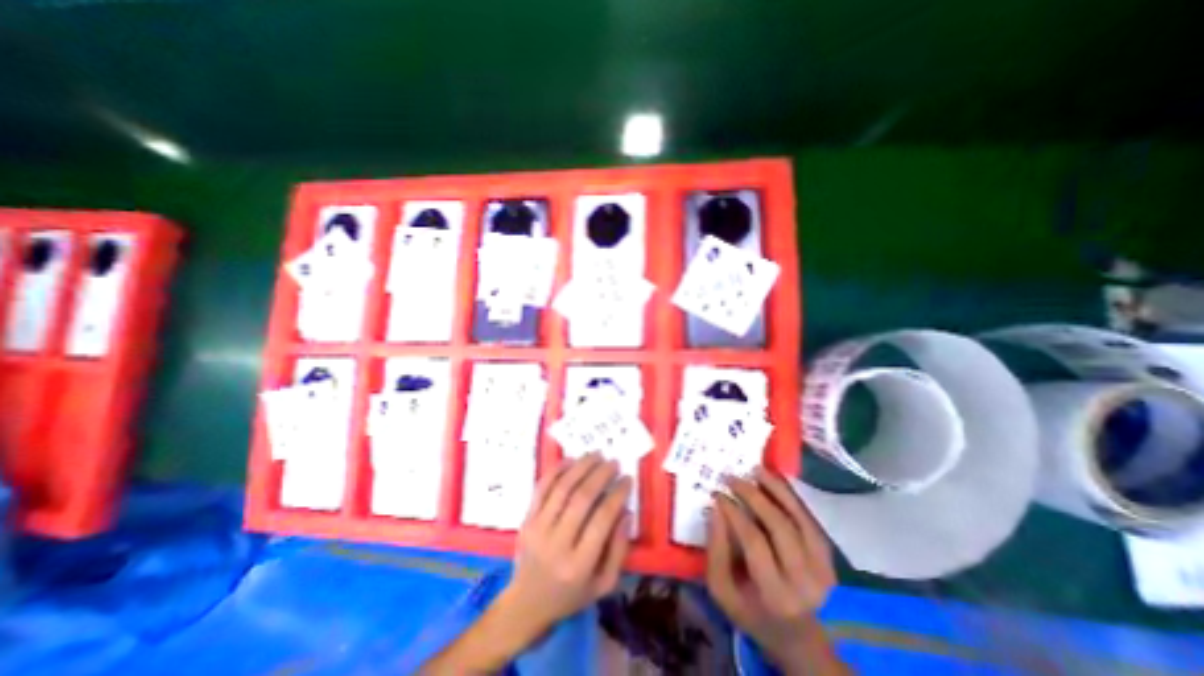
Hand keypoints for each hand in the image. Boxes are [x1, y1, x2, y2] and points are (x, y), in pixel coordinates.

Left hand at [496, 454, 631, 638]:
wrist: (526, 603)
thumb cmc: (571, 595)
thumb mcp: (603, 585)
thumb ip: (619, 550)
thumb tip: (626, 512)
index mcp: (579, 565)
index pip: (602, 520)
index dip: (617, 494)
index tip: (627, 479)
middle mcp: (557, 543)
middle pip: (582, 499)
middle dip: (601, 475)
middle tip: (613, 462)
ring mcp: (538, 529)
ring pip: (562, 488)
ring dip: (581, 467)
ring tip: (596, 455)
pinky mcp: (526, 519)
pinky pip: (542, 488)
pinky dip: (556, 470)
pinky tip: (570, 460)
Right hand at [707, 467, 838, 671]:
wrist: (799, 638)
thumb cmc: (752, 613)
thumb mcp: (722, 590)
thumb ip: (715, 550)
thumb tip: (715, 509)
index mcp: (775, 593)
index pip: (754, 541)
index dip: (735, 513)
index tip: (717, 494)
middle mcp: (804, 580)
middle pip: (779, 526)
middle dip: (754, 495)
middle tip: (732, 478)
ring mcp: (822, 568)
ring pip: (799, 518)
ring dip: (776, 489)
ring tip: (756, 470)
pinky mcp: (829, 559)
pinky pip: (809, 520)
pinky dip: (792, 498)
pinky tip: (776, 482)